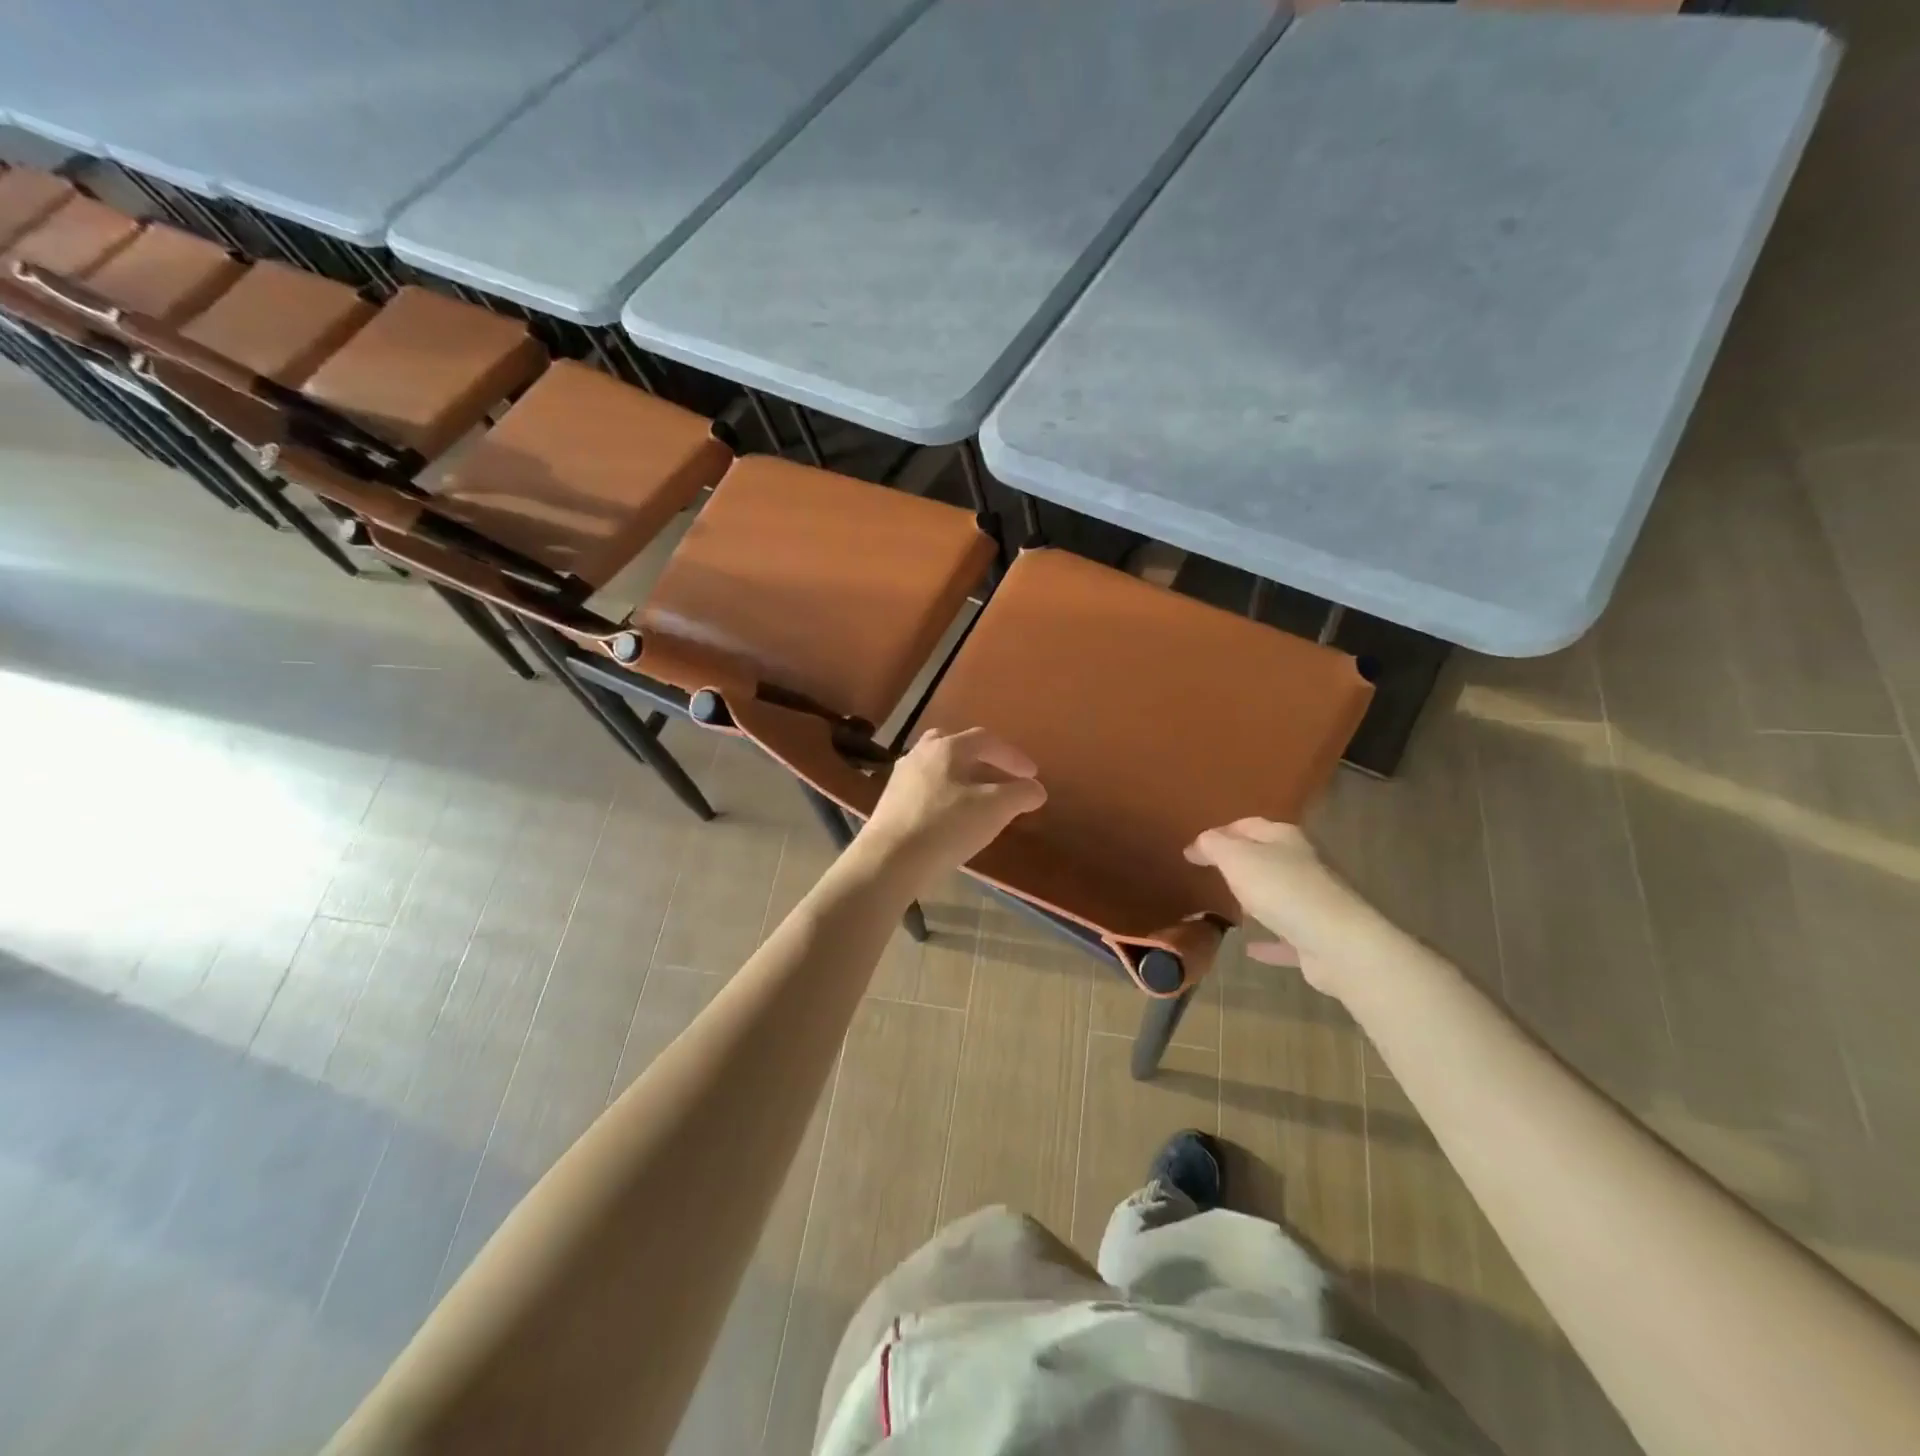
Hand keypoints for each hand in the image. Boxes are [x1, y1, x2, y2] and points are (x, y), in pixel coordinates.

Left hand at [853, 728, 1046, 894]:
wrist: (890, 860)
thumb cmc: (946, 826)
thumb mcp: (994, 809)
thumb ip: (1020, 794)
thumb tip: (1036, 789)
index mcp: (947, 747)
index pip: (987, 741)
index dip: (1013, 756)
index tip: (1032, 775)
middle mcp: (921, 753)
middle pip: (957, 747)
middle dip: (983, 761)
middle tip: (1001, 780)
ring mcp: (902, 777)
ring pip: (938, 767)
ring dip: (963, 778)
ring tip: (979, 801)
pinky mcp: (890, 802)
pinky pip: (925, 789)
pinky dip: (945, 795)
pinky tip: (952, 817)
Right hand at [1184, 819, 1391, 998]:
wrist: (1336, 943)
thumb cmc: (1281, 889)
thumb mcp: (1236, 858)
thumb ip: (1213, 845)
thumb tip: (1197, 844)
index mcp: (1285, 838)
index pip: (1248, 825)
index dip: (1220, 832)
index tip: (1194, 848)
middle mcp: (1303, 864)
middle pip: (1267, 857)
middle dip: (1241, 862)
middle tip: (1212, 871)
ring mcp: (1314, 901)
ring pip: (1279, 894)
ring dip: (1258, 899)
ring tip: (1231, 905)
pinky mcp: (1317, 937)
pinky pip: (1286, 936)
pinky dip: (1268, 940)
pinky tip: (1250, 948)